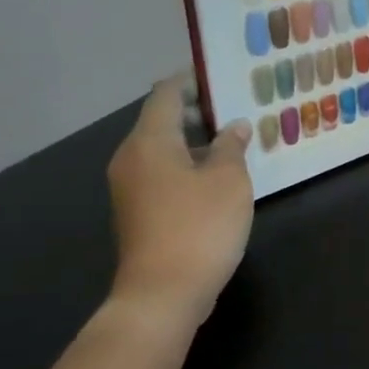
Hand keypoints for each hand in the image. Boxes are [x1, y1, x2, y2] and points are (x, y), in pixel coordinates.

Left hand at [106, 75, 254, 332]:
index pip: (166, 94)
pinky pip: (163, 173)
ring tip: (235, 141)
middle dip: (198, 111)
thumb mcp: (229, 180)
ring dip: (196, 141)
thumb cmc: (199, 226)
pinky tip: (219, 176)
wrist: (162, 294)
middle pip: (162, 120)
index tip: (221, 74)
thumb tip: (233, 127)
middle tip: (238, 107)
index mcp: (150, 142)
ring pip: (164, 149)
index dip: (191, 80)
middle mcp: (132, 158)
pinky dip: (188, 165)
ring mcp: (131, 188)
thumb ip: (231, 146)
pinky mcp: (138, 212)